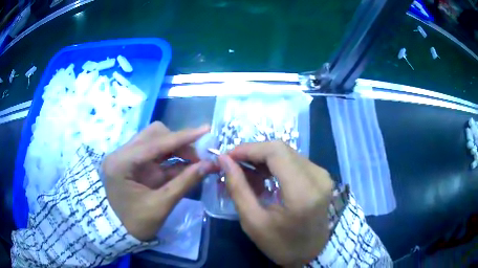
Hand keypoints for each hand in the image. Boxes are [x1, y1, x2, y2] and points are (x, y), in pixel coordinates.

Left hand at [102, 122, 213, 240]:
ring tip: (195, 161)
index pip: (154, 143)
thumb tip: (209, 164)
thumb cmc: (136, 223)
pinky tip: (186, 164)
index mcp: (121, 163)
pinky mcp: (134, 162)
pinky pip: (155, 153)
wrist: (121, 232)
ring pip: (155, 140)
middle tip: (199, 158)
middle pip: (154, 135)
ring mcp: (127, 156)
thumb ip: (184, 182)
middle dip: (179, 143)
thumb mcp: (161, 205)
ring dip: (176, 148)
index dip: (182, 137)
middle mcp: (121, 153)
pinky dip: (172, 157)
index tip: (205, 130)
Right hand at [218, 141, 333, 265]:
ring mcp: (322, 175)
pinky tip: (264, 177)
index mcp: (303, 192)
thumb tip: (224, 160)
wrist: (311, 253)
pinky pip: (294, 160)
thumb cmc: (281, 244)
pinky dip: (275, 164)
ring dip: (263, 159)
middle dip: (254, 152)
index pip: (275, 152)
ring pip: (287, 152)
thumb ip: (238, 188)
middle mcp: (318, 177)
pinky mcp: (322, 176)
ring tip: (246, 174)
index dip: (249, 149)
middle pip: (281, 149)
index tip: (228, 156)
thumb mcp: (253, 222)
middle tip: (234, 165)